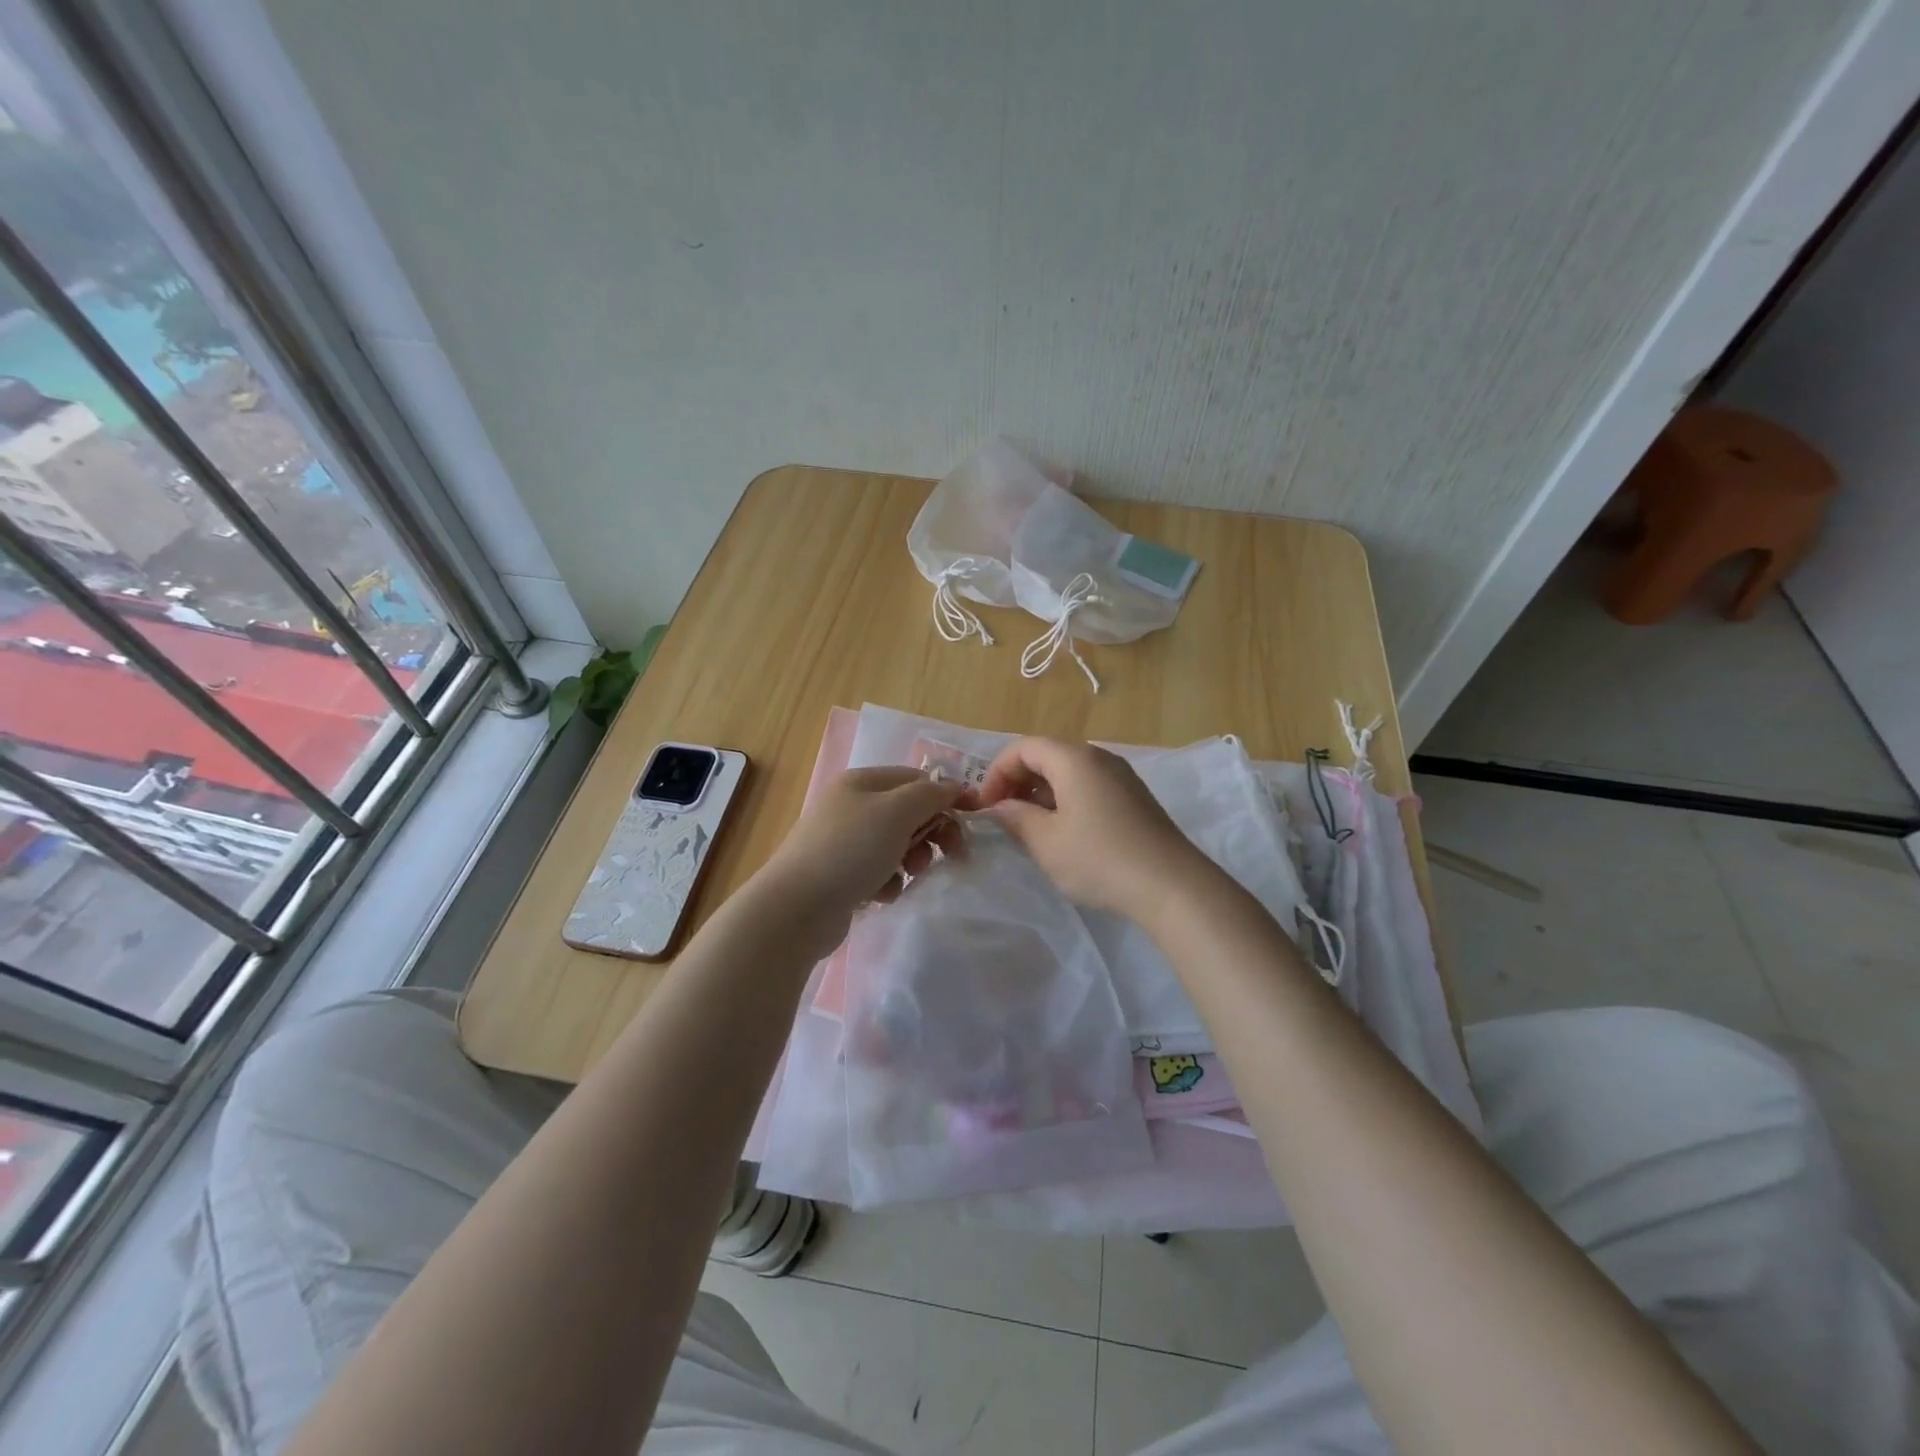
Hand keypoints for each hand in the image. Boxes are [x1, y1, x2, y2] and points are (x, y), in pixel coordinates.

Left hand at [755, 767, 967, 947]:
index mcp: (861, 782)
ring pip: (897, 844)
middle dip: (932, 832)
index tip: (973, 819)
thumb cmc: (850, 850)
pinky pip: (879, 871)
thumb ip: (930, 795)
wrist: (797, 908)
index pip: (916, 779)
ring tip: (906, 875)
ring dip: (911, 859)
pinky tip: (881, 894)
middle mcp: (850, 806)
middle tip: (953, 854)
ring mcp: (843, 842)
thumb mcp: (897, 812)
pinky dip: (888, 882)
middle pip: (908, 812)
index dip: (946, 796)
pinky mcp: (840, 875)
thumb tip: (952, 787)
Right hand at [976, 738, 1214, 918]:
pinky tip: (1065, 833)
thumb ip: (1016, 818)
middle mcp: (1099, 756)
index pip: (1023, 747)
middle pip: (1047, 755)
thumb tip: (1000, 806)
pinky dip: (1067, 800)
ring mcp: (1121, 776)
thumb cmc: (1099, 859)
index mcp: (1073, 759)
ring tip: (1031, 828)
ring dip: (1042, 792)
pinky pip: (1089, 786)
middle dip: (1018, 781)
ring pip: (1069, 772)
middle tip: (1004, 816)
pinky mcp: (1135, 797)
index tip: (986, 806)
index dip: (997, 772)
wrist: (1171, 885)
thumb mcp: (1046, 842)